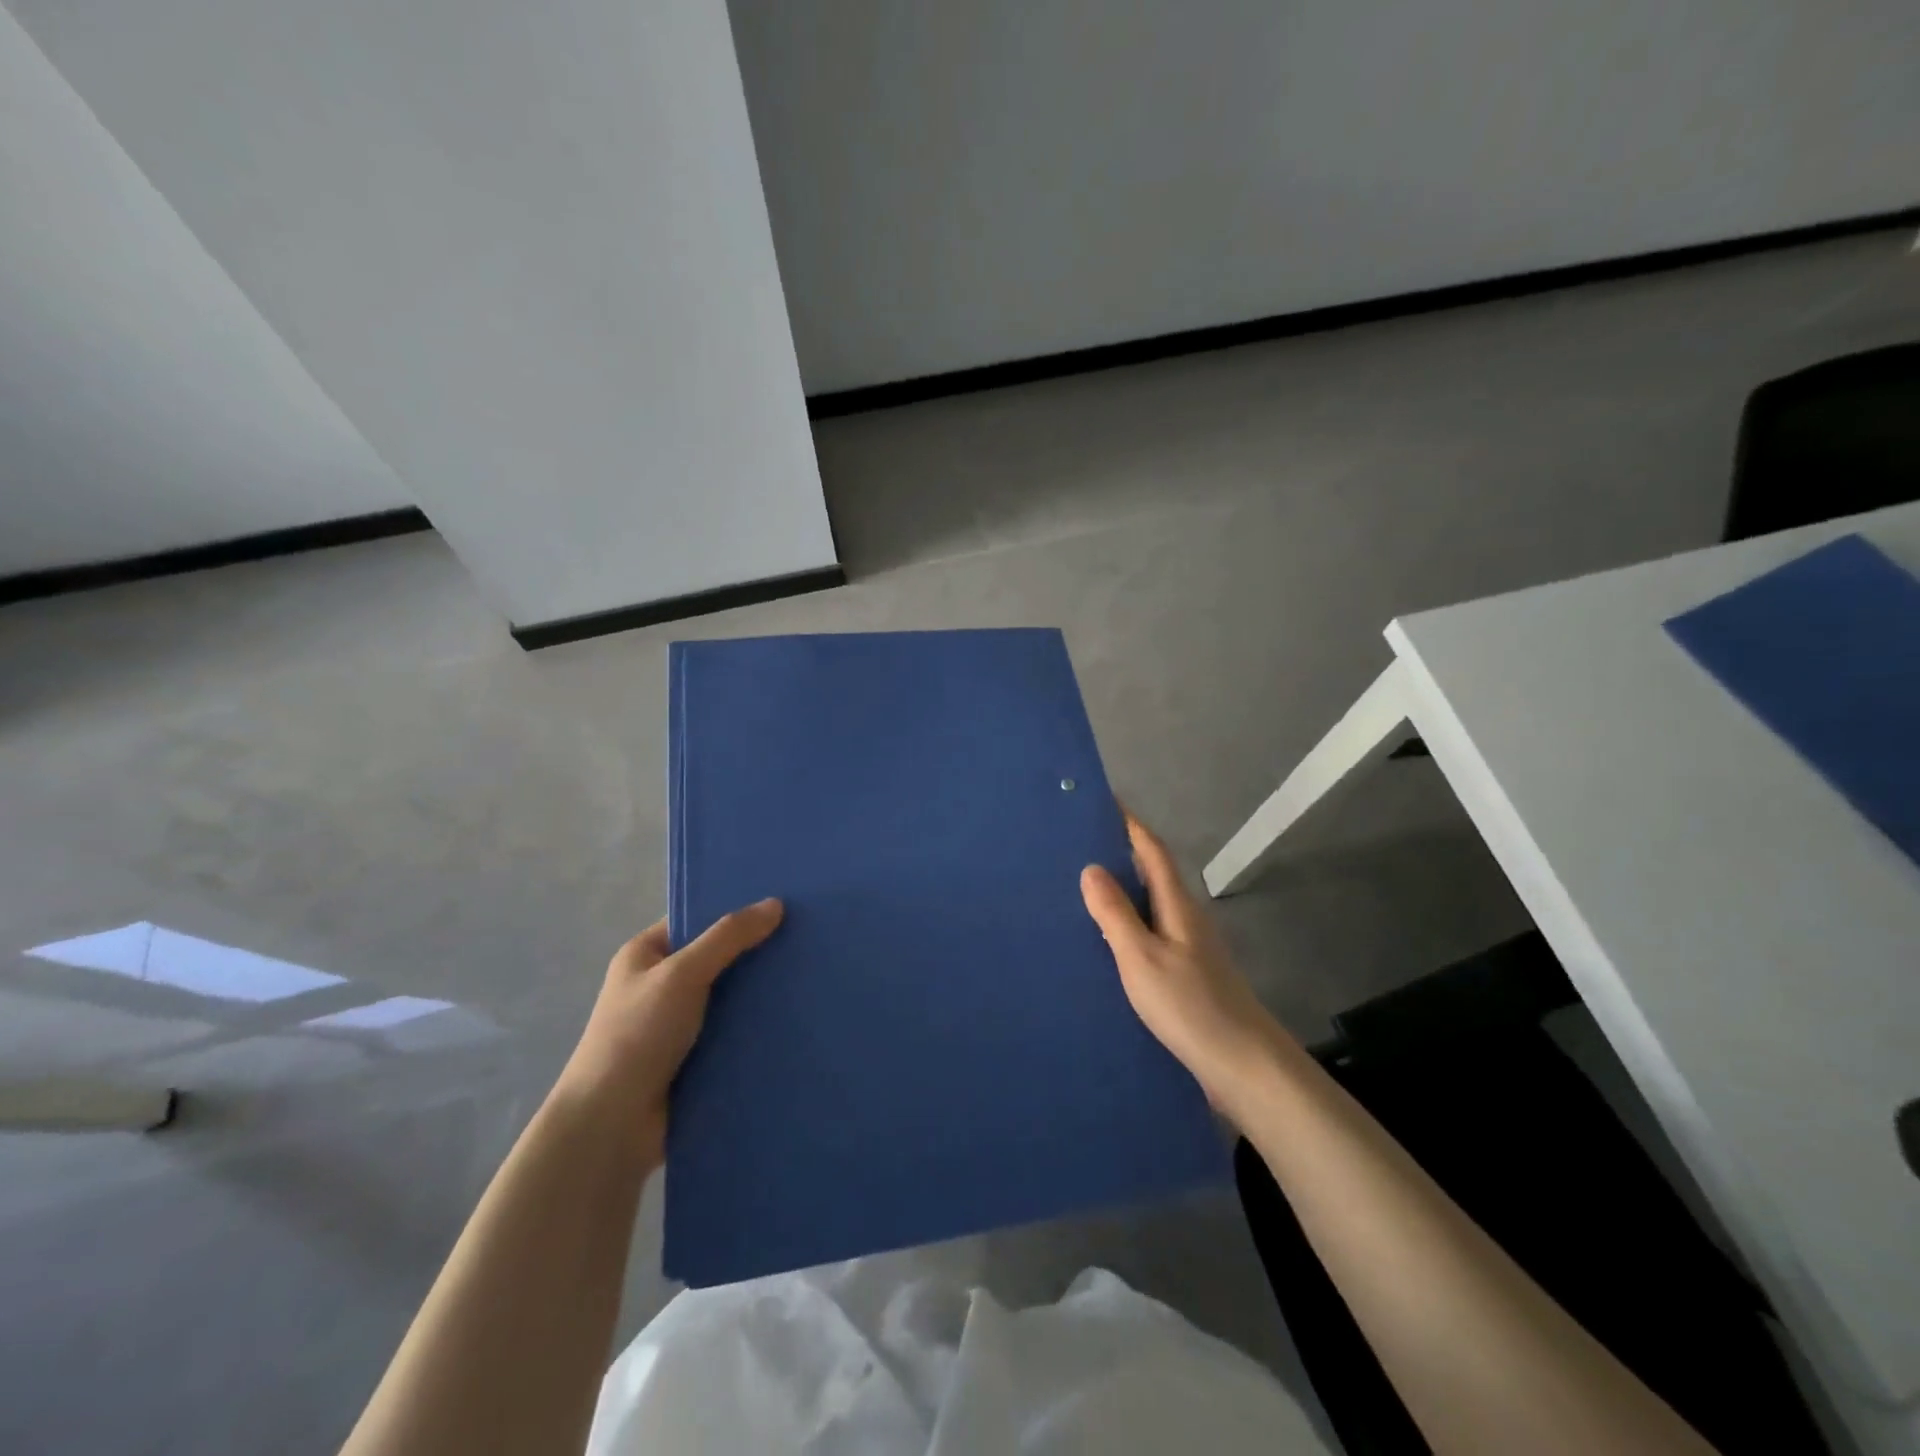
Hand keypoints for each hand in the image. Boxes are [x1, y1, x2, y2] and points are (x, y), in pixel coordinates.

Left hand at [556, 900, 783, 1167]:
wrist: (611, 1125)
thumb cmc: (637, 1035)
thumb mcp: (682, 974)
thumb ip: (728, 938)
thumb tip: (775, 904)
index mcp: (646, 955)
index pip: (696, 920)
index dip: (734, 910)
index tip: (781, 903)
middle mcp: (661, 985)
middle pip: (718, 958)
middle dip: (755, 952)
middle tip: (806, 936)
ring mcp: (679, 1025)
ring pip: (730, 997)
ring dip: (760, 993)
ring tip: (811, 974)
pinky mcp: (696, 1059)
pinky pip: (734, 1032)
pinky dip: (757, 1027)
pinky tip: (795, 1016)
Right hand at [1081, 815, 1284, 1112]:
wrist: (1243, 1067)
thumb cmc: (1190, 1005)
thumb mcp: (1141, 957)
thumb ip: (1115, 913)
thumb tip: (1091, 867)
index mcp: (1177, 906)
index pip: (1151, 851)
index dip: (1129, 824)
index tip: (1102, 801)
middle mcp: (1184, 919)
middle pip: (1150, 874)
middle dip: (1118, 854)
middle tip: (1075, 845)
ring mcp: (1187, 949)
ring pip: (1148, 907)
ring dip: (1120, 892)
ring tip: (1078, 889)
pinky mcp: (1185, 976)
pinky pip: (1148, 936)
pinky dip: (1124, 927)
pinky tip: (1102, 944)